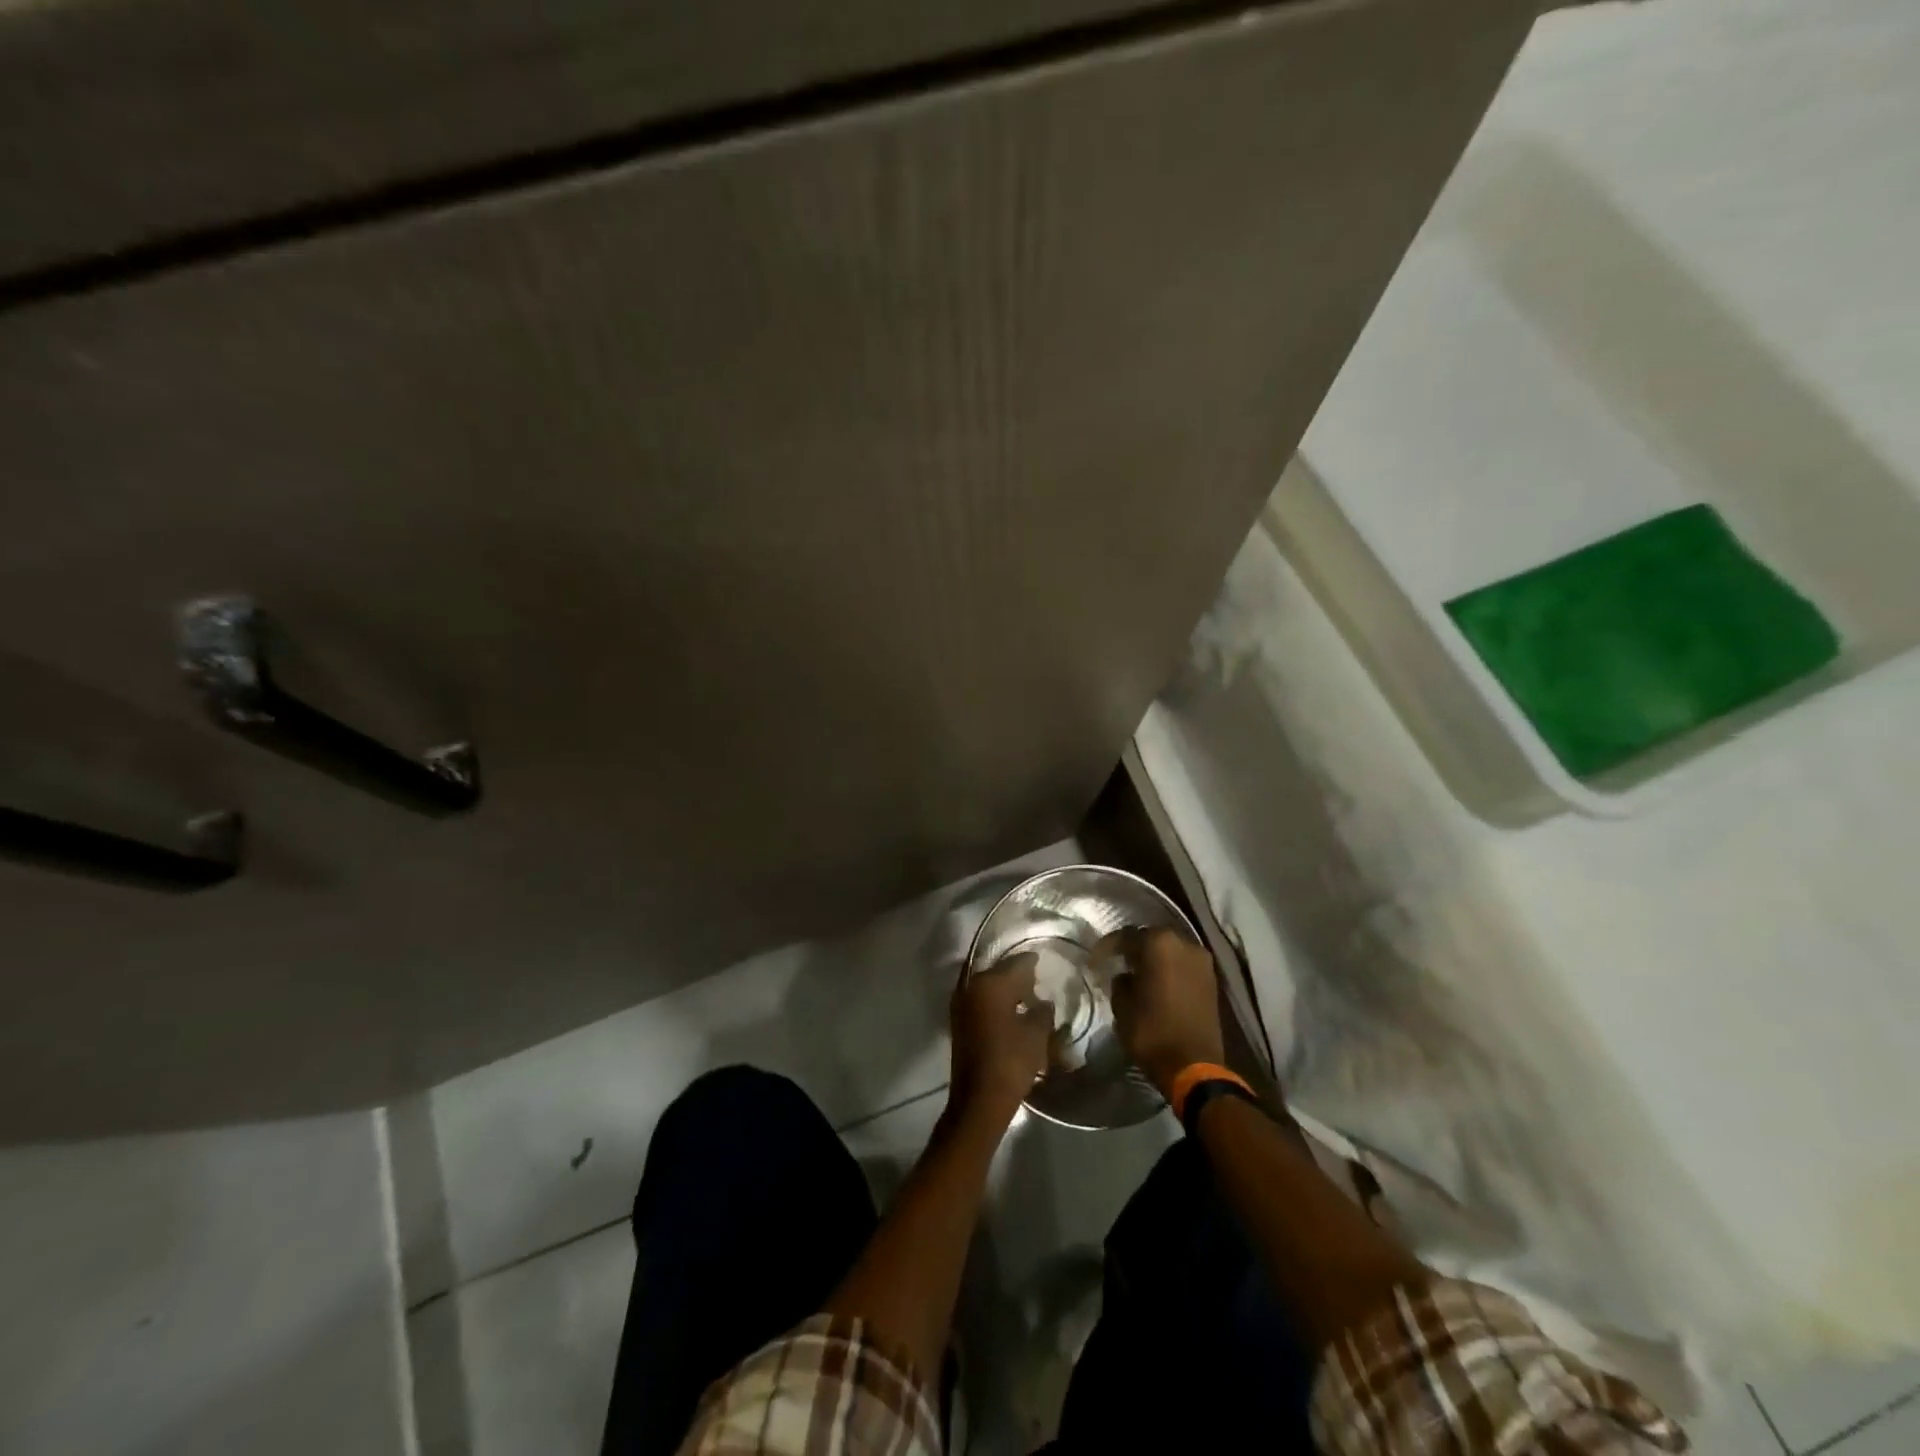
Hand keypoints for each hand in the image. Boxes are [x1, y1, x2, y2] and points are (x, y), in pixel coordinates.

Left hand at [947, 953, 1050, 1129]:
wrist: (979, 1099)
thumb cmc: (1011, 1061)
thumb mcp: (1037, 1034)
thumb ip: (1042, 1011)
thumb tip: (1043, 1002)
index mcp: (990, 983)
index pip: (1017, 963)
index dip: (1033, 962)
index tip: (1044, 962)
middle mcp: (971, 986)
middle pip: (999, 971)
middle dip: (1017, 975)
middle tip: (1037, 981)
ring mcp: (961, 1004)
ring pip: (987, 985)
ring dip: (1005, 989)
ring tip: (1026, 998)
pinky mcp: (958, 1022)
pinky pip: (980, 1000)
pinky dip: (995, 1002)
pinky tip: (1011, 1013)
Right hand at [1108, 928, 1224, 1098]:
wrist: (1195, 1066)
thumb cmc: (1152, 1031)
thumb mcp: (1122, 1006)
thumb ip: (1120, 982)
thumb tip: (1125, 975)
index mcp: (1159, 943)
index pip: (1126, 936)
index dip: (1108, 946)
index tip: (1096, 959)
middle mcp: (1184, 943)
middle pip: (1152, 938)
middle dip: (1134, 949)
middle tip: (1118, 963)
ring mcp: (1202, 961)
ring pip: (1171, 951)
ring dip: (1155, 960)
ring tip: (1138, 975)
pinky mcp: (1212, 980)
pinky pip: (1184, 966)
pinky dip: (1170, 971)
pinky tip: (1158, 985)